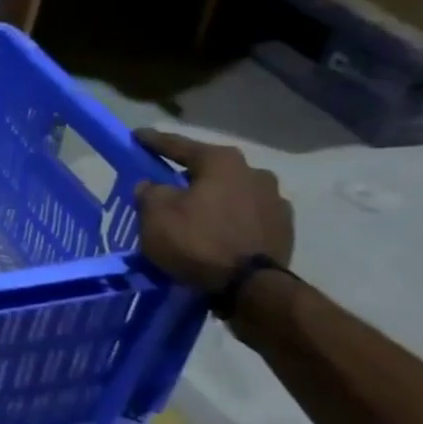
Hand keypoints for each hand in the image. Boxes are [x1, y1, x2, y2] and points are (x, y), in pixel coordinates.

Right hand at [133, 129, 293, 292]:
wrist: (250, 287)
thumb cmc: (197, 241)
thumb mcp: (155, 214)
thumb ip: (150, 191)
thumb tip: (154, 185)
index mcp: (222, 162)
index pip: (179, 145)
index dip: (155, 141)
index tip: (138, 136)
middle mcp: (255, 173)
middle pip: (211, 169)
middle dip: (189, 174)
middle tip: (168, 183)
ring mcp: (275, 200)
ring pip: (232, 192)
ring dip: (213, 198)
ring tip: (194, 213)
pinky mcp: (284, 228)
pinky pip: (246, 216)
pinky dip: (229, 219)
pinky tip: (217, 231)